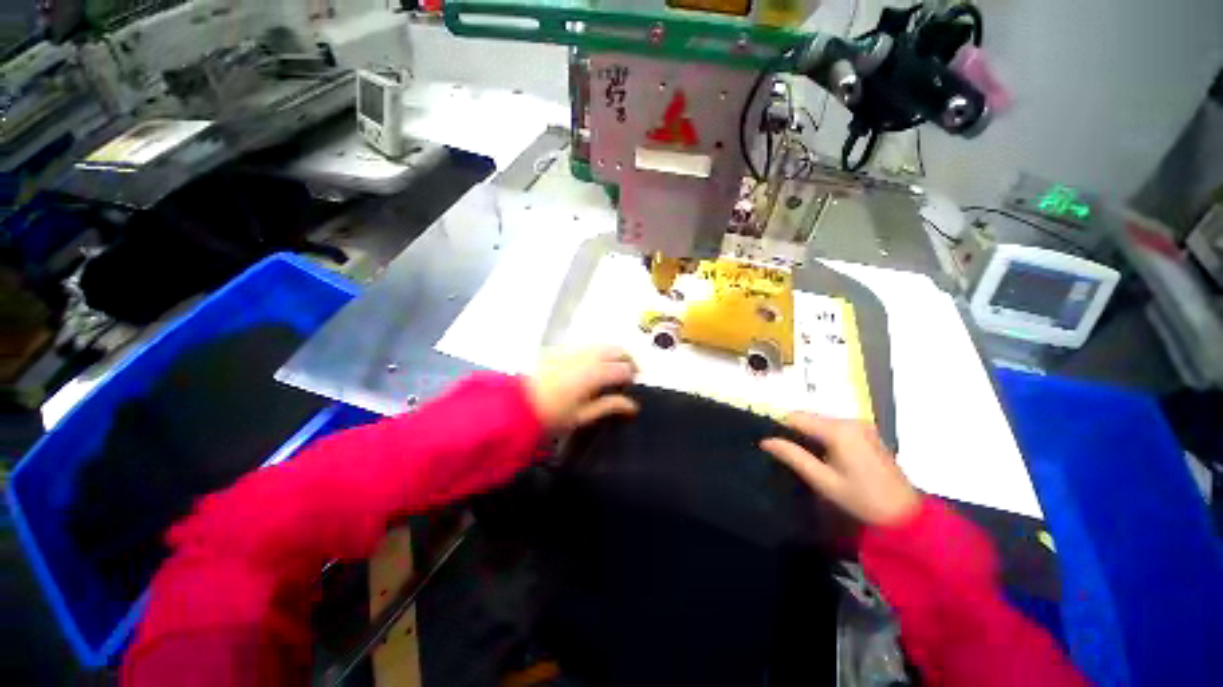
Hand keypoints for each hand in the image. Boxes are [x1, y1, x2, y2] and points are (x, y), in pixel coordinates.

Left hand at [527, 346, 638, 432]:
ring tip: (613, 370)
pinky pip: (587, 345)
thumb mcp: (583, 415)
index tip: (631, 386)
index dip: (632, 377)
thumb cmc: (551, 414)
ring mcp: (574, 349)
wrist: (517, 405)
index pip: (625, 368)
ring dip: (613, 354)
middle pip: (618, 349)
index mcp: (595, 373)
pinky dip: (597, 352)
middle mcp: (587, 356)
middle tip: (629, 374)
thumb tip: (632, 406)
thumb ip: (610, 406)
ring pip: (603, 344)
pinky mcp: (562, 349)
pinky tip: (592, 365)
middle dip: (628, 359)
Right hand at [761, 413, 919, 526]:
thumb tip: (766, 441)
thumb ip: (793, 457)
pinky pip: (835, 426)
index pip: (797, 417)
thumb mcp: (823, 481)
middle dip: (795, 431)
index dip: (780, 427)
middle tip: (788, 454)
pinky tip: (825, 455)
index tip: (772, 444)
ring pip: (821, 421)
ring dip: (809, 434)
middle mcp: (850, 421)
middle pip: (809, 417)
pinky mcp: (867, 432)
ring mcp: (861, 425)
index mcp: (839, 431)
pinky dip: (824, 436)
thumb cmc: (862, 500)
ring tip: (804, 457)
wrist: (905, 516)